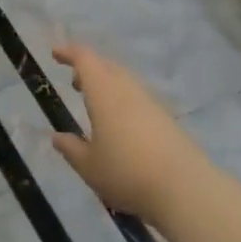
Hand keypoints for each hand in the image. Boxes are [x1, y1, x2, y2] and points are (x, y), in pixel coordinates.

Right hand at [50, 43, 212, 229]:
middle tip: (74, 82)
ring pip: (125, 81)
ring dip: (107, 84)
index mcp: (105, 94)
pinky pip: (138, 97)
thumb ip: (71, 149)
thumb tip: (57, 137)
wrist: (184, 188)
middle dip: (89, 68)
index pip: (85, 60)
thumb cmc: (126, 173)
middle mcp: (128, 90)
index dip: (69, 53)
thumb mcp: (89, 166)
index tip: (55, 53)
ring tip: (95, 103)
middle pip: (107, 66)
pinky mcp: (166, 118)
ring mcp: (151, 103)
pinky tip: (120, 123)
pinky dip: (123, 99)